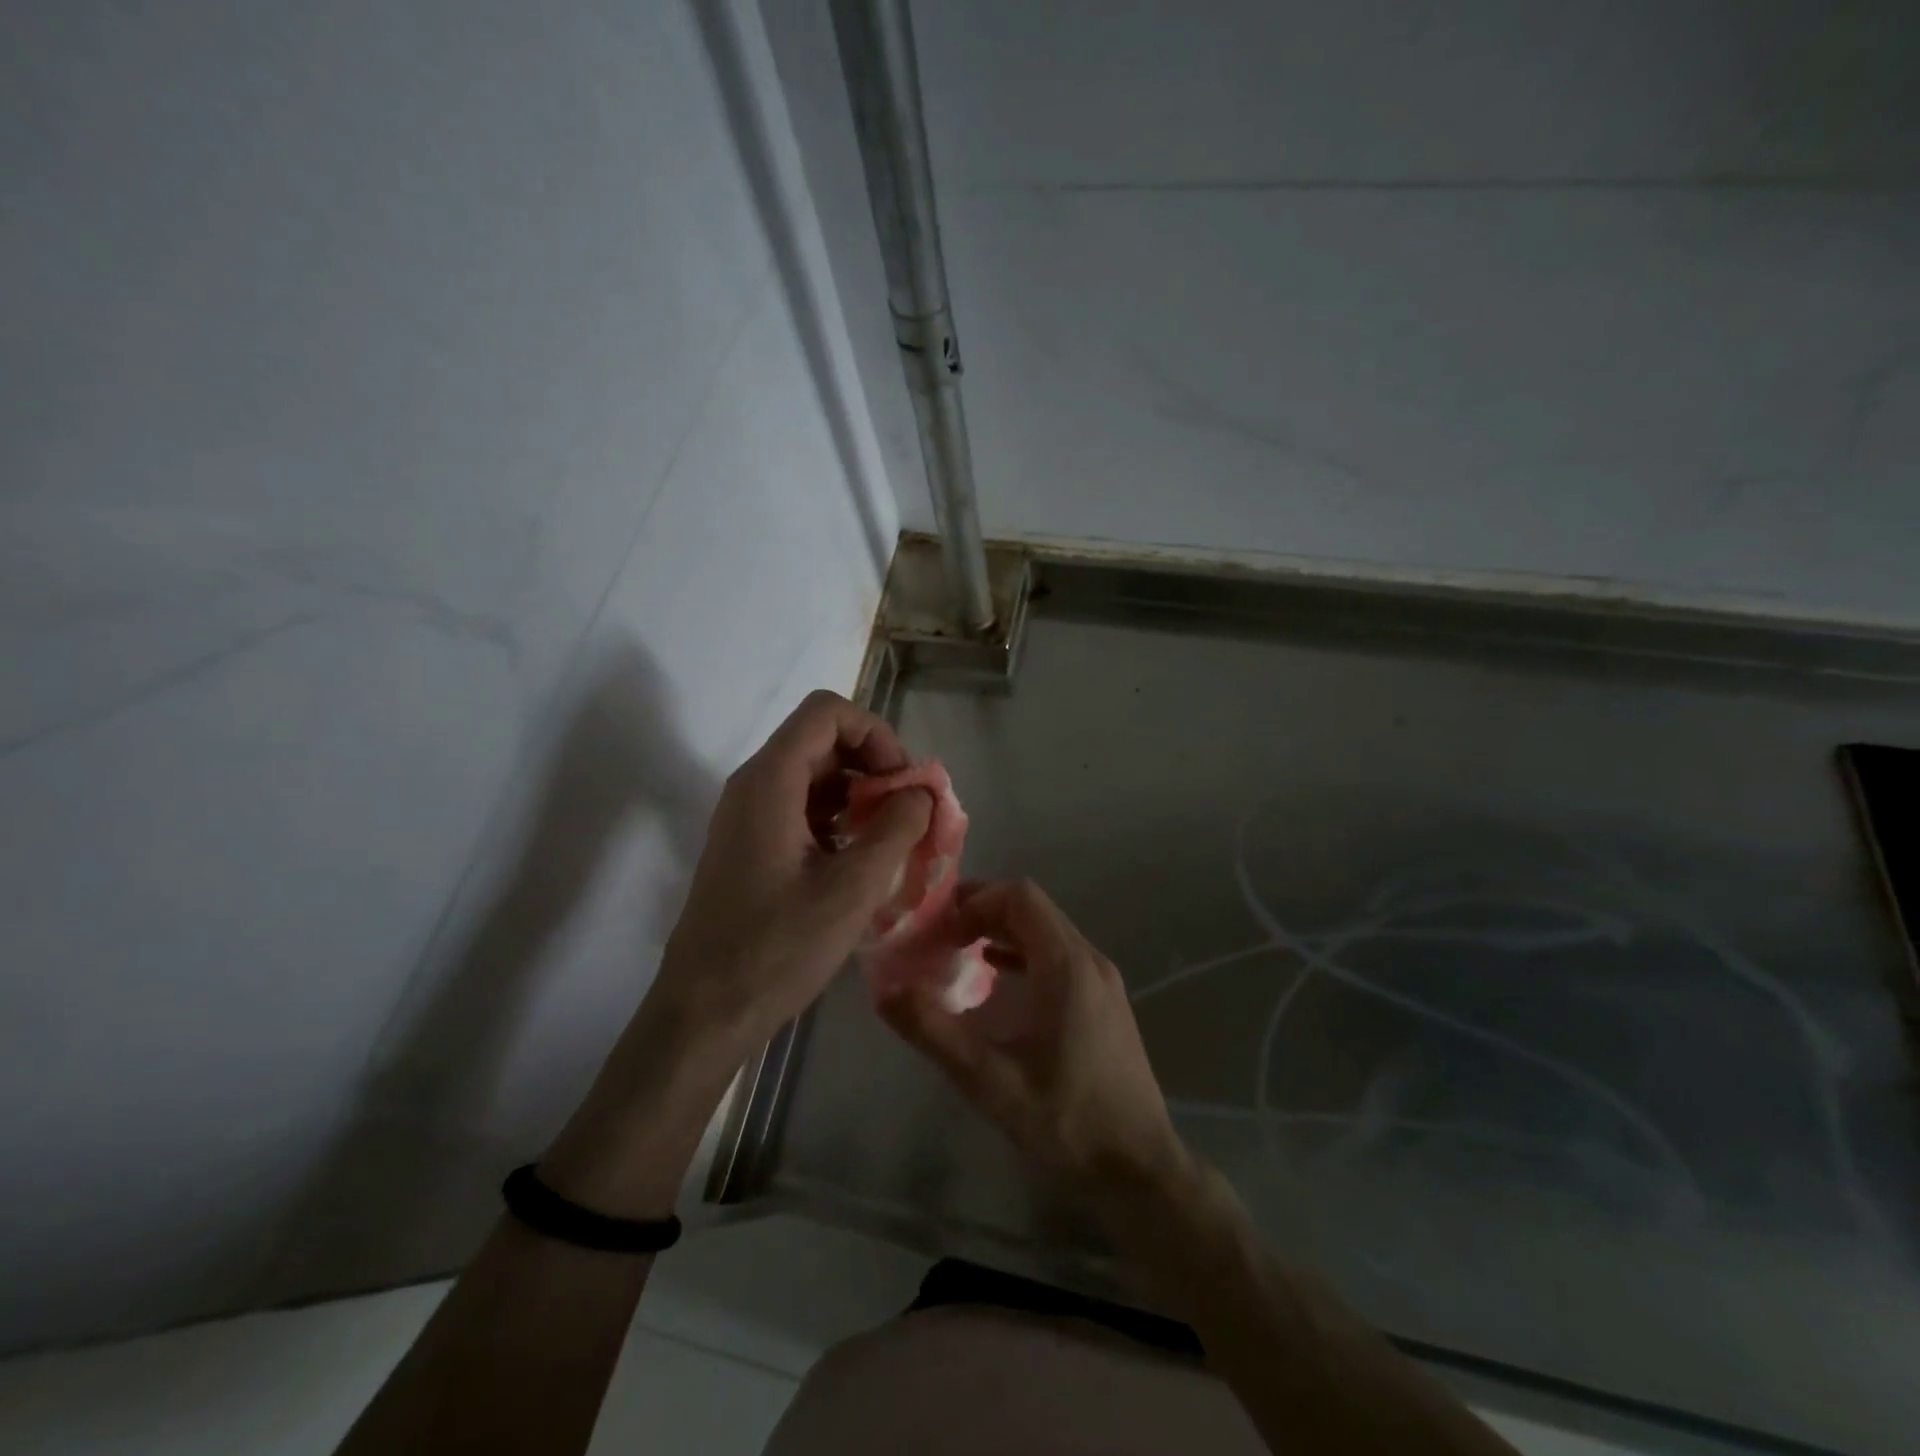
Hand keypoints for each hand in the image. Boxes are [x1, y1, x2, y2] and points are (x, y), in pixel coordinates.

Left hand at [651, 689, 932, 1058]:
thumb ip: (897, 830)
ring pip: (814, 776)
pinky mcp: (750, 845)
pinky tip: (860, 862)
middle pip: (823, 741)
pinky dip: (838, 820)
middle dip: (874, 767)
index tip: (904, 784)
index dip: (875, 734)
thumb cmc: (777, 949)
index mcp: (771, 781)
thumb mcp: (852, 889)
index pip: (828, 712)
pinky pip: (801, 808)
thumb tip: (923, 794)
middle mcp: (754, 785)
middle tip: (909, 816)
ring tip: (892, 842)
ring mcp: (748, 816)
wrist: (704, 1013)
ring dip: (859, 796)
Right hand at [879, 879, 1189, 1202]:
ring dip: (1001, 930)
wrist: (1140, 1168)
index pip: (1020, 896)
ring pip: (1046, 929)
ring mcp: (1101, 979)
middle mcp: (1089, 959)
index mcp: (1067, 966)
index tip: (940, 929)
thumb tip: (886, 992)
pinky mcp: (1104, 1000)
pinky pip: (1058, 954)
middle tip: (939, 936)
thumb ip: (936, 1033)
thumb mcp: (991, 1083)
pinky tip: (994, 977)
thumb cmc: (1068, 1121)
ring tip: (958, 951)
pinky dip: (1022, 952)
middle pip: (1032, 907)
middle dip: (982, 910)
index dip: (975, 900)